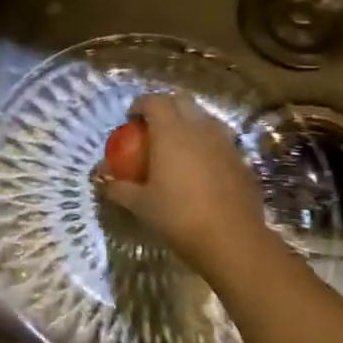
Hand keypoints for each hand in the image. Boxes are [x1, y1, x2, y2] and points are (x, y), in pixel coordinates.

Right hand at [99, 93, 273, 277]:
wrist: (232, 240)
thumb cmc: (179, 217)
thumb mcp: (141, 205)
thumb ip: (119, 188)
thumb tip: (101, 180)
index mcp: (171, 132)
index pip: (154, 101)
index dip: (140, 104)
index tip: (130, 118)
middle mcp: (199, 128)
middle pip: (181, 101)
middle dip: (165, 106)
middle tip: (152, 125)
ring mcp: (224, 142)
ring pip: (204, 117)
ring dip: (188, 121)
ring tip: (177, 142)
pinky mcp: (241, 159)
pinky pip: (220, 139)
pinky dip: (206, 142)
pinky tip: (200, 165)